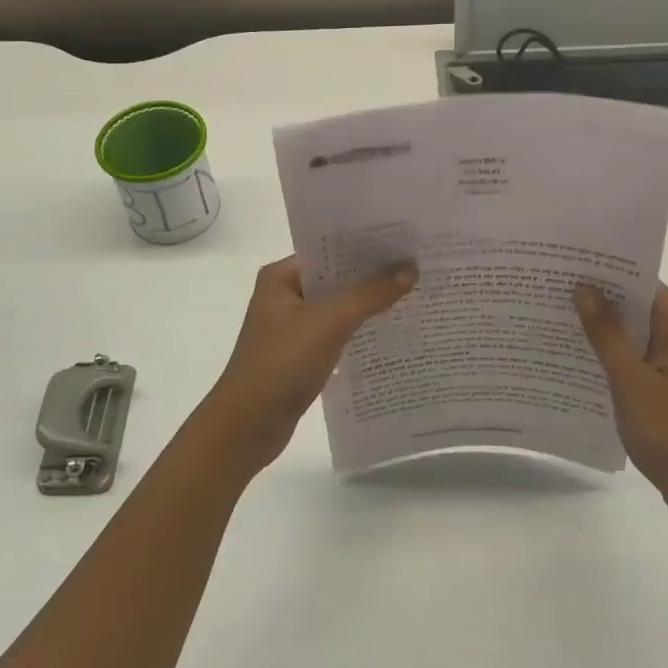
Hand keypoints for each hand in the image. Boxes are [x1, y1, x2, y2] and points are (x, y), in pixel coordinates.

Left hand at [197, 255, 417, 473]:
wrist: (248, 428)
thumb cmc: (281, 365)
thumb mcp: (328, 323)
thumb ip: (370, 294)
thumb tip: (410, 268)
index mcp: (280, 277)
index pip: (329, 250)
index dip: (365, 245)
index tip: (405, 240)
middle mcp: (285, 296)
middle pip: (337, 279)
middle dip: (374, 276)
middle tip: (419, 266)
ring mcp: (293, 328)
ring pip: (339, 308)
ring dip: (370, 306)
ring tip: (415, 295)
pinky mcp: (302, 356)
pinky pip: (338, 335)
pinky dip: (361, 333)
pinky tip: (393, 333)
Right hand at [574, 282, 667, 530]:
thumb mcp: (631, 381)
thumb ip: (606, 334)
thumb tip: (584, 288)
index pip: (643, 283)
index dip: (608, 271)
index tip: (569, 262)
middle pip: (638, 306)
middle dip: (599, 298)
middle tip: (553, 286)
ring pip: (635, 334)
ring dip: (602, 328)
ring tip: (555, 315)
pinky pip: (636, 358)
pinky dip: (611, 354)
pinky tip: (578, 357)